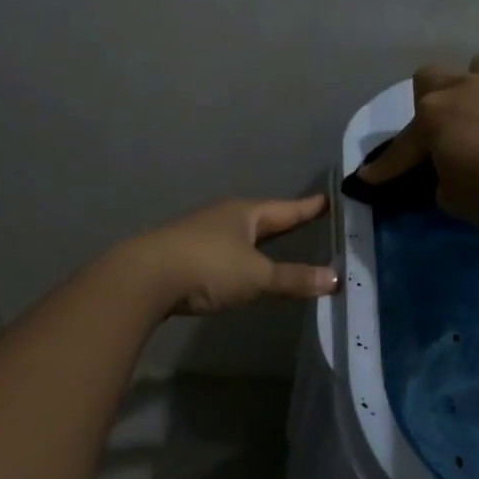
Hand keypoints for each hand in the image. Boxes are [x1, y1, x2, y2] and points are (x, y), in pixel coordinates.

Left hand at [128, 195, 339, 315]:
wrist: (144, 277)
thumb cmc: (208, 267)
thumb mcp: (257, 276)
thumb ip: (294, 279)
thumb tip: (334, 279)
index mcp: (245, 213)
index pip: (286, 209)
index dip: (308, 207)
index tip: (328, 200)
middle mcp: (223, 216)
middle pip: (263, 218)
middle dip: (284, 221)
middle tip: (308, 218)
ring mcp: (201, 233)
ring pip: (240, 233)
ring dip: (259, 239)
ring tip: (277, 242)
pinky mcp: (184, 253)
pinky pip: (224, 251)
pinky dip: (239, 256)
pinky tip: (240, 266)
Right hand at [358, 49, 478, 226]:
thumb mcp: (456, 201)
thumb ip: (446, 183)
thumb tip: (451, 175)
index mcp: (433, 119)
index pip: (402, 147)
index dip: (386, 166)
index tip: (369, 178)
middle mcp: (463, 87)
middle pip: (431, 77)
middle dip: (433, 96)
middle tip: (447, 123)